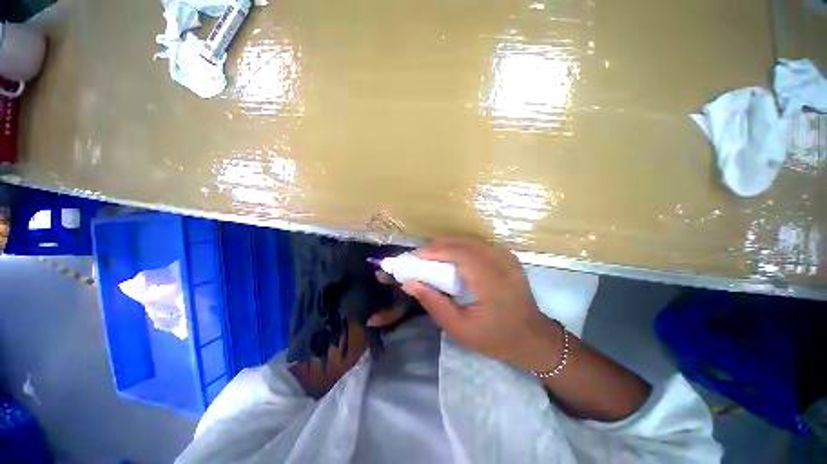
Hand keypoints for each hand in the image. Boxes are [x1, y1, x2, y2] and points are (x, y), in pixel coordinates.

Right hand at [401, 237, 562, 371]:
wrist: (533, 337)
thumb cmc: (495, 337)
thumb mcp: (459, 329)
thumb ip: (433, 303)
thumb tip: (409, 283)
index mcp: (492, 283)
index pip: (461, 254)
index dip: (437, 251)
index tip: (416, 256)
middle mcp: (502, 264)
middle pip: (465, 243)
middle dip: (439, 245)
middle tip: (421, 255)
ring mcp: (507, 257)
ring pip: (472, 240)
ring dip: (449, 244)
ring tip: (432, 254)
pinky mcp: (508, 256)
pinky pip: (479, 244)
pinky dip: (461, 245)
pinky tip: (452, 254)